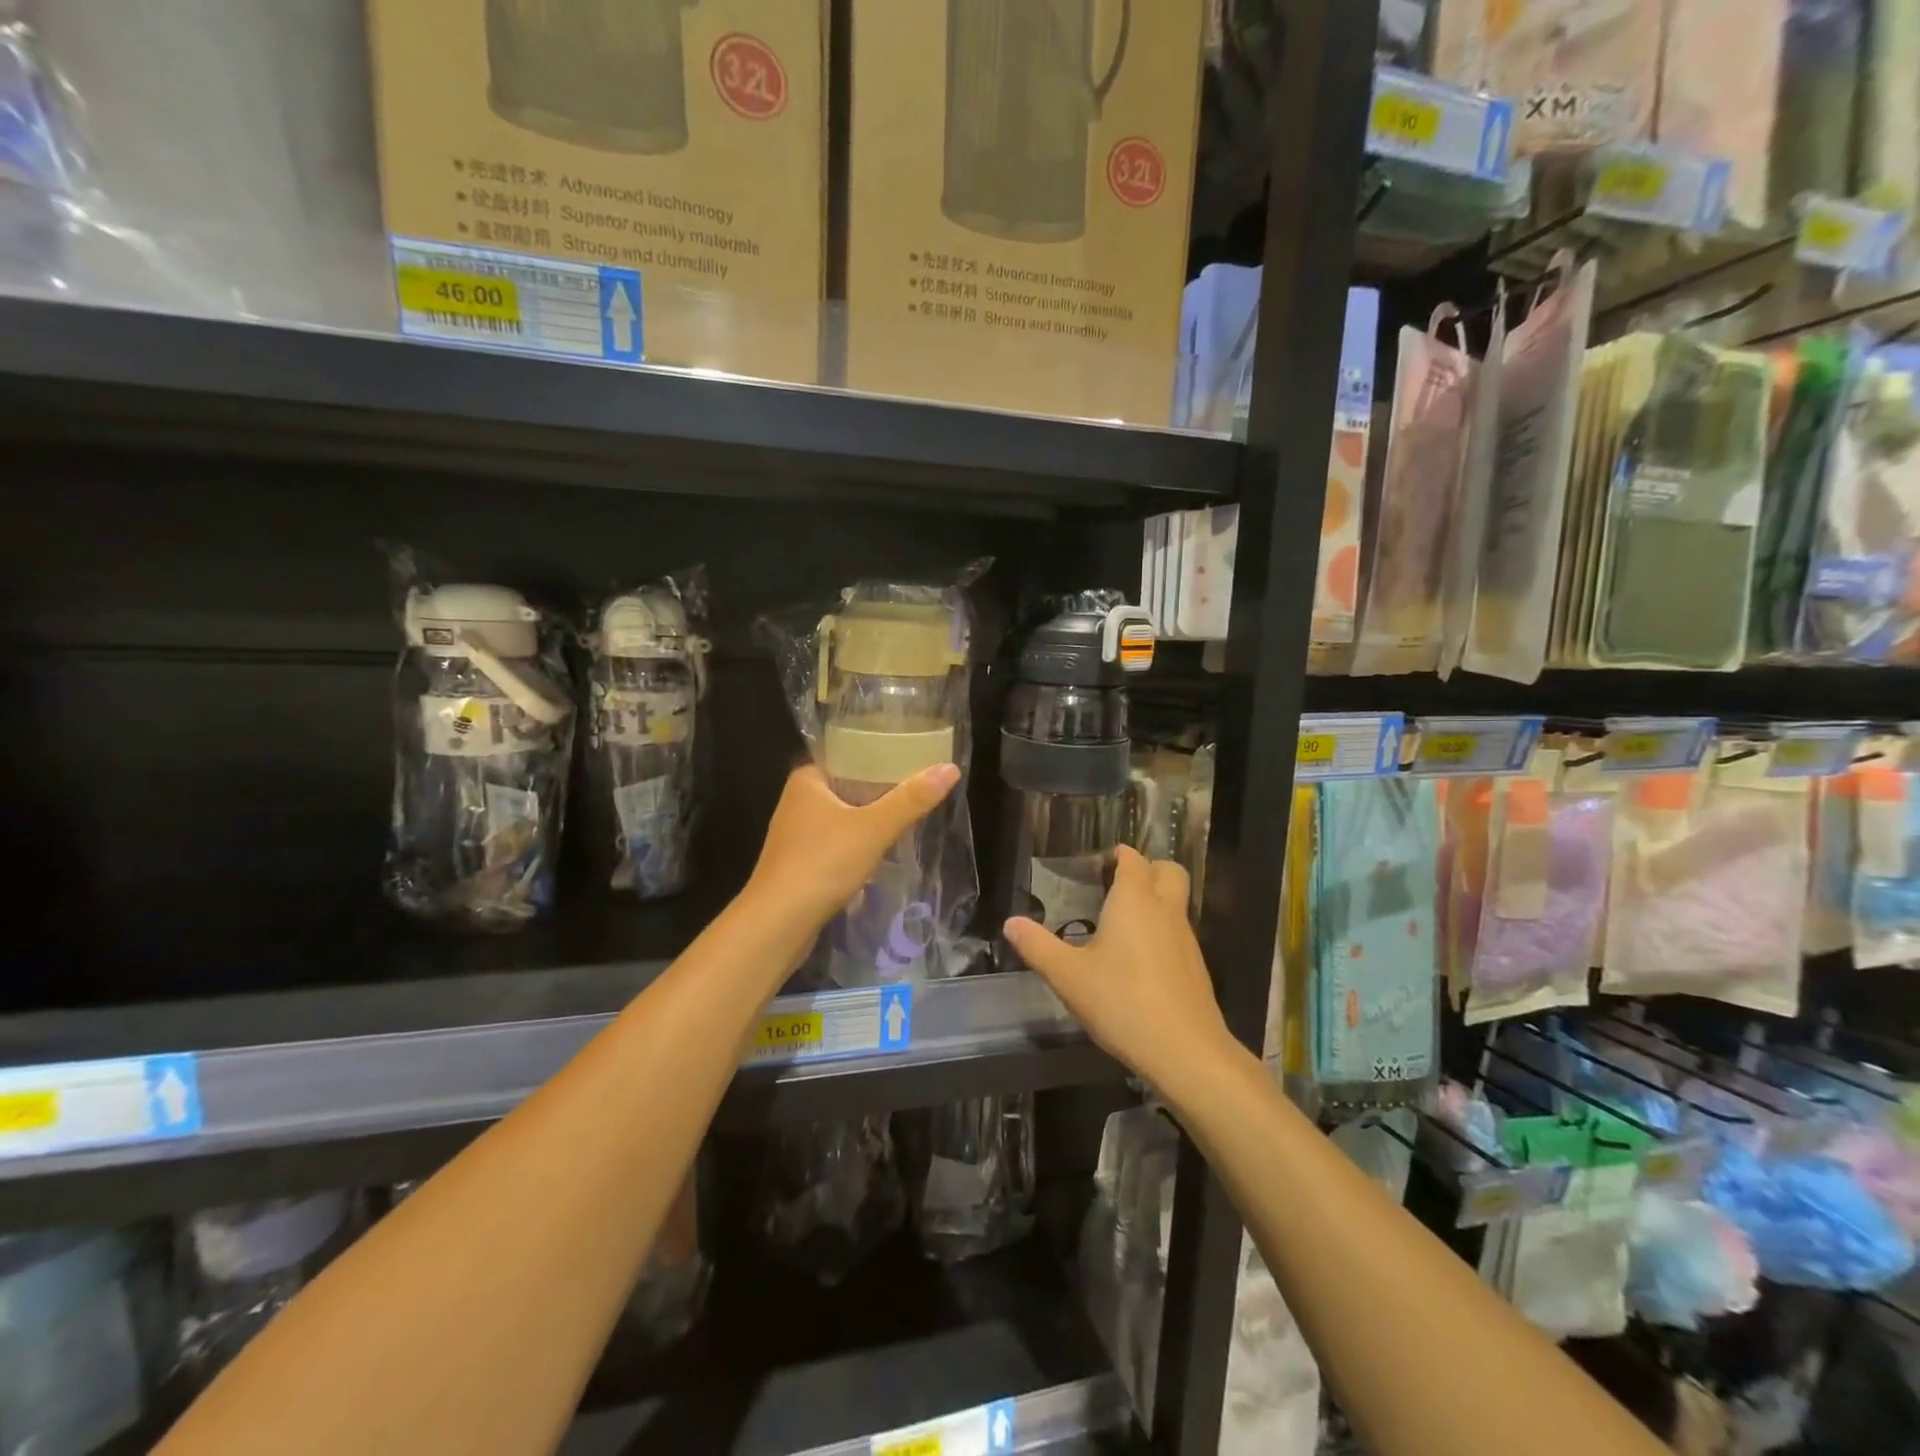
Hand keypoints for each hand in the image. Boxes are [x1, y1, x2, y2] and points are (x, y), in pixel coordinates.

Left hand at [747, 763, 960, 932]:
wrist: (778, 924)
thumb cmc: (822, 863)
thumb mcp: (874, 828)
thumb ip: (912, 799)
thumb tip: (950, 768)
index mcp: (807, 779)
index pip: (848, 755)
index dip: (881, 755)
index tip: (914, 757)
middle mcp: (797, 801)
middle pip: (849, 787)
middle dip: (882, 791)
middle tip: (921, 788)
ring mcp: (796, 835)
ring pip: (844, 818)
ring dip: (871, 821)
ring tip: (910, 817)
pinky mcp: (800, 864)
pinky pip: (838, 844)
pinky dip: (859, 845)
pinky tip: (884, 852)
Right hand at [1005, 847, 1237, 1096]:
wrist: (1185, 1051)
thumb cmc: (1121, 1002)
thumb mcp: (1067, 976)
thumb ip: (1037, 946)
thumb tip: (1011, 923)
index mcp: (1135, 900)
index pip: (1132, 858)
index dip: (1116, 856)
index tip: (1093, 869)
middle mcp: (1165, 910)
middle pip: (1168, 870)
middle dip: (1146, 869)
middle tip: (1115, 888)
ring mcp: (1186, 938)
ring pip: (1175, 903)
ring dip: (1154, 902)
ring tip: (1119, 926)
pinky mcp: (1195, 966)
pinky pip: (1178, 933)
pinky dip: (1161, 933)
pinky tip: (1136, 962)